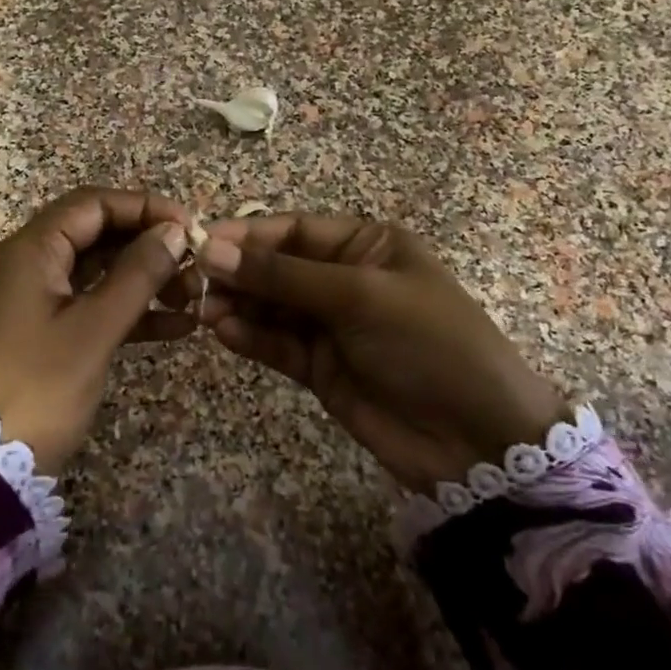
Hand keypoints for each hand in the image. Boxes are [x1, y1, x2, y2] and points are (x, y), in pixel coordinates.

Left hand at [0, 188, 194, 474]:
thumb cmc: (38, 387)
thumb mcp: (94, 329)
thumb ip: (137, 275)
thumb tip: (174, 231)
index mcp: (30, 250)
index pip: (92, 204)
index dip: (143, 207)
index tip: (189, 226)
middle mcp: (29, 264)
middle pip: (96, 234)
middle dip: (147, 245)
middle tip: (195, 264)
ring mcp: (34, 299)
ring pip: (97, 271)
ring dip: (144, 279)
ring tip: (193, 296)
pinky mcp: (43, 331)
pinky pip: (91, 305)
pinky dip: (128, 310)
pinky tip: (176, 327)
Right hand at [196, 215, 565, 490]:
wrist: (477, 439)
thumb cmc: (428, 344)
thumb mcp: (359, 297)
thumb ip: (283, 276)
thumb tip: (212, 249)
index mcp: (367, 245)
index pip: (295, 230)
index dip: (247, 235)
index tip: (201, 242)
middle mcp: (345, 279)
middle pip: (277, 267)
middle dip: (238, 273)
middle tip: (193, 282)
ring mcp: (331, 326)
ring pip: (271, 306)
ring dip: (238, 306)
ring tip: (204, 310)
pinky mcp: (320, 367)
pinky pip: (277, 344)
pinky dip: (252, 337)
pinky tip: (225, 333)